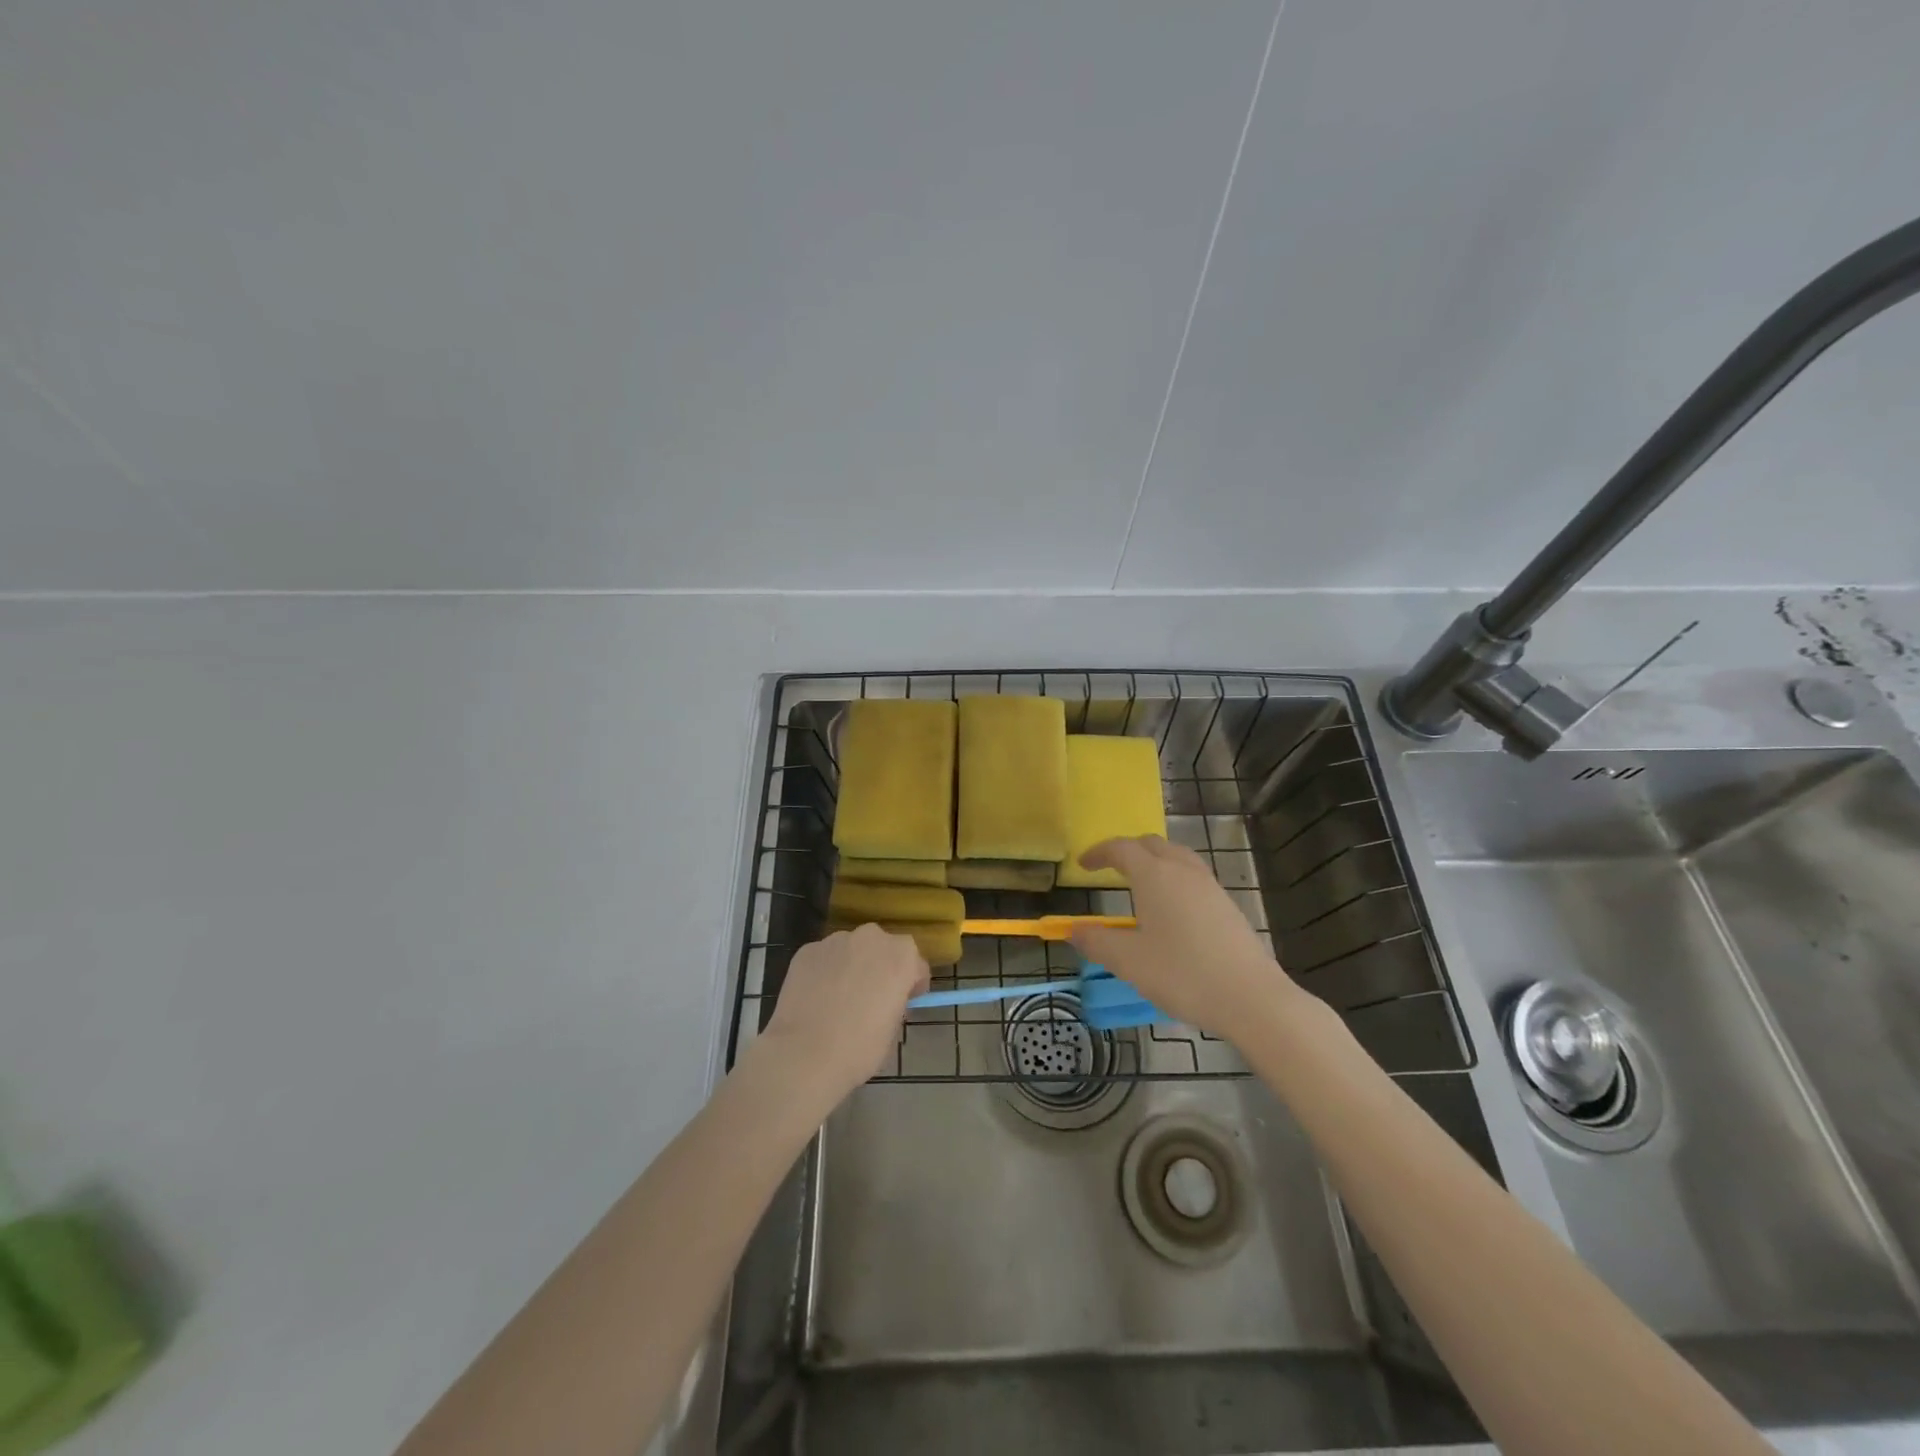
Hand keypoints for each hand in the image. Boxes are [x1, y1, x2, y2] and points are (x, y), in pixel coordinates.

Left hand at [756, 924, 929, 1105]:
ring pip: (851, 950)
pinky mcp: (807, 950)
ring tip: (838, 998)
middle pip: (883, 948)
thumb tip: (884, 1000)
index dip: (912, 985)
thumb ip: (895, 1004)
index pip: (916, 965)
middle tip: (871, 998)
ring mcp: (835, 941)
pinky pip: (824, 958)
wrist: (804, 1054)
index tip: (904, 1003)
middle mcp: (871, 938)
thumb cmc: (859, 1048)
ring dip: (851, 966)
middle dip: (880, 967)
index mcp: (901, 956)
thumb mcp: (893, 1030)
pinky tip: (815, 998)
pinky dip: (824, 972)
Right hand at [1069, 836, 1302, 1037]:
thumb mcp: (1129, 961)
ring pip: (1177, 857)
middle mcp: (1183, 871)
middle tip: (1109, 867)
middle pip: (1151, 844)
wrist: (1252, 998)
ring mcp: (1209, 886)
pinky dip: (1173, 877)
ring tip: (1140, 882)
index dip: (1099, 852)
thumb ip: (1096, 941)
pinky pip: (1193, 876)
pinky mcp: (1227, 905)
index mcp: (1154, 875)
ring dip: (1154, 861)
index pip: (1121, 848)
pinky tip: (1171, 908)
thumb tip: (1073, 930)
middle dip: (1127, 850)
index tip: (1083, 864)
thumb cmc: (1183, 974)